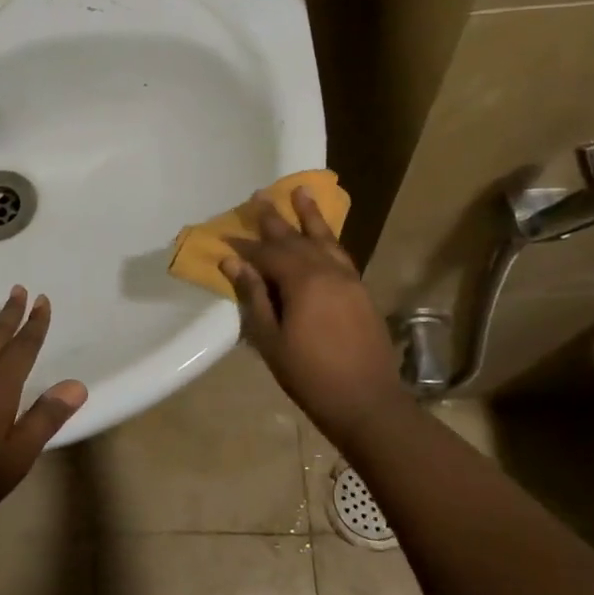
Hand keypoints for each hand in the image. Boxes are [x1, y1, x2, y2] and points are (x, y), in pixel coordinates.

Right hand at [221, 190, 407, 446]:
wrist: (367, 402)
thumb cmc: (310, 375)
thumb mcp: (271, 339)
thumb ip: (254, 296)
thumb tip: (233, 262)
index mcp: (303, 281)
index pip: (267, 254)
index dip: (245, 246)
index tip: (225, 236)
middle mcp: (328, 271)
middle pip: (295, 238)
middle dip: (274, 218)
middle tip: (258, 196)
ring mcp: (349, 279)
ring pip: (325, 239)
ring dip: (310, 216)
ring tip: (301, 191)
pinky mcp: (361, 290)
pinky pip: (341, 253)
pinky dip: (329, 238)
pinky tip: (324, 234)